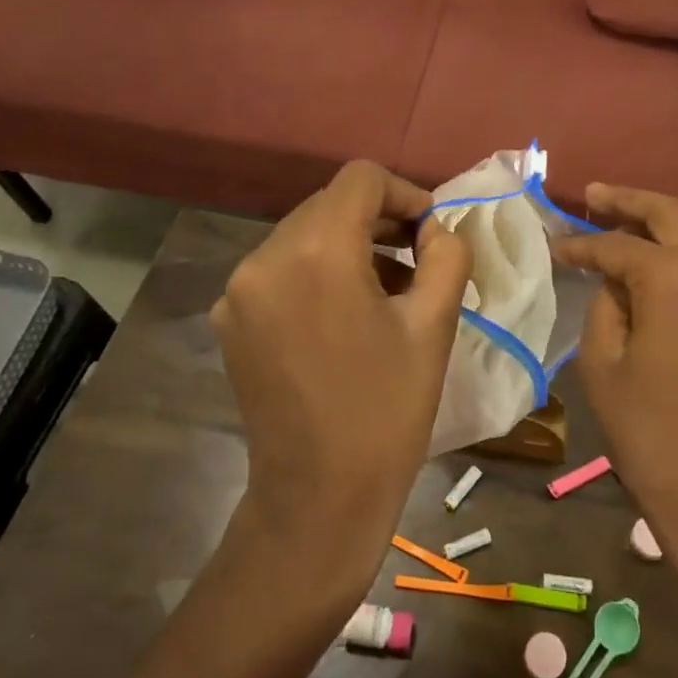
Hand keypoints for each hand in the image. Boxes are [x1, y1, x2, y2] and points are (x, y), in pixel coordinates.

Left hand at [211, 161, 471, 584]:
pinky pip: (281, 270)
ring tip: (390, 289)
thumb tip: (437, 228)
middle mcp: (265, 258)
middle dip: (379, 220)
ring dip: (350, 247)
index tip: (431, 232)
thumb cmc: (387, 410)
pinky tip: (347, 314)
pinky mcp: (231, 320)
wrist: (318, 497)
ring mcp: (239, 290)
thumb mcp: (435, 325)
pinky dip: (318, 273)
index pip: (360, 179)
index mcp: (316, 252)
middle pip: (329, 204)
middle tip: (420, 258)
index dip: (404, 192)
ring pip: (304, 235)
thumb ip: (446, 256)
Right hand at [551, 184, 677, 541]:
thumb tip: (613, 279)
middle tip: (591, 196)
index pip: (617, 245)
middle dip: (627, 200)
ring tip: (634, 218)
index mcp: (671, 278)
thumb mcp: (601, 361)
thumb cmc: (645, 428)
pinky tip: (670, 255)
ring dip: (670, 214)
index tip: (554, 246)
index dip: (580, 245)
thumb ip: (605, 304)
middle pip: (669, 212)